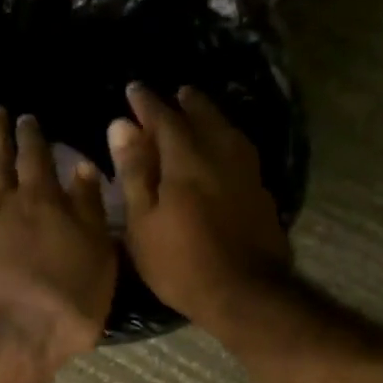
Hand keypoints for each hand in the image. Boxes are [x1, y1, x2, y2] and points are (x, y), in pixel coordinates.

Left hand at [0, 107, 116, 366]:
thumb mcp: (98, 253)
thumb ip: (89, 208)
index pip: (37, 156)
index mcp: (45, 199)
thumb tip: (82, 168)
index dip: (32, 136)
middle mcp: (7, 201)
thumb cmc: (69, 297)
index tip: (27, 118)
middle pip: (0, 159)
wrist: (12, 334)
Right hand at [108, 84, 292, 327]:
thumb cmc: (181, 263)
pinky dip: (228, 141)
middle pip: (204, 117)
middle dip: (186, 103)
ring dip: (212, 117)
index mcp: (186, 159)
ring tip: (201, 113)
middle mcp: (220, 155)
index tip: (134, 90)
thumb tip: (120, 125)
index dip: (147, 103)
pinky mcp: (262, 193)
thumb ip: (134, 171)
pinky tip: (225, 150)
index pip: (164, 118)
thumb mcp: (143, 222)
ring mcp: (247, 174)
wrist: (245, 293)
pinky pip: (242, 152)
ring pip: (229, 132)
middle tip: (176, 94)